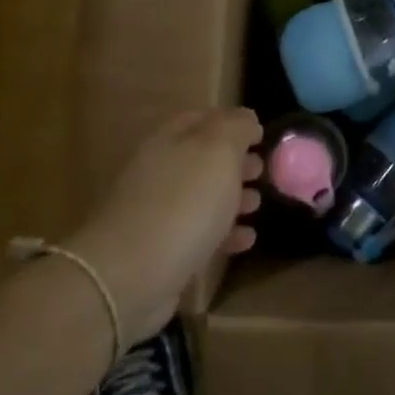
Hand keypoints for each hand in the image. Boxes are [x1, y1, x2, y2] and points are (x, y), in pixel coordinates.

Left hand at [65, 109, 262, 345]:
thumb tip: (247, 119)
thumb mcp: (218, 152)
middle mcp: (160, 171)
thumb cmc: (183, 204)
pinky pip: (200, 235)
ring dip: (232, 198)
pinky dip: (225, 234)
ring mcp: (157, 213)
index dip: (232, 122)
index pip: (202, 119)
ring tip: (258, 205)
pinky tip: (246, 240)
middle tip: (263, 170)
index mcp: (169, 141)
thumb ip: (236, 128)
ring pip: (202, 197)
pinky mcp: (162, 252)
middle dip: (235, 162)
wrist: (131, 276)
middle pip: (202, 159)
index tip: (261, 134)